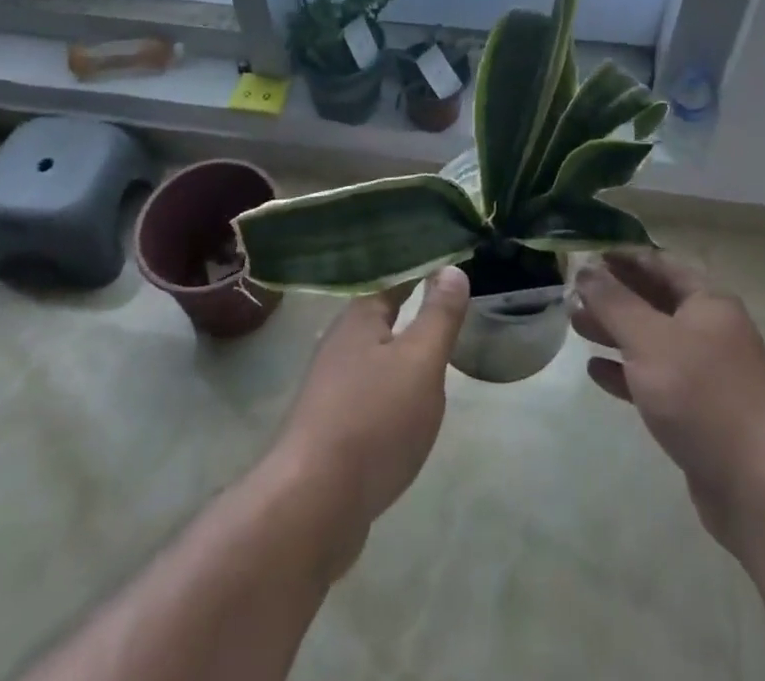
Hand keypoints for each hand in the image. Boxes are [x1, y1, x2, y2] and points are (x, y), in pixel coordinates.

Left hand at [268, 266, 470, 543]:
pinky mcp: (331, 427)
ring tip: (434, 348)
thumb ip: (439, 315)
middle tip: (449, 300)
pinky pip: (370, 392)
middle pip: (382, 315)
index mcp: (359, 317)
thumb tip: (452, 268)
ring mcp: (331, 387)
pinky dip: (393, 388)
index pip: (394, 277)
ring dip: (402, 349)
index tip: (449, 259)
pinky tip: (408, 404)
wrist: (312, 506)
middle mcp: (340, 343)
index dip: (421, 268)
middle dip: (412, 308)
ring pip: (375, 355)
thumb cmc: (373, 420)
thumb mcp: (420, 361)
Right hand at [573, 252, 764, 553]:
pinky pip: (655, 381)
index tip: (586, 255)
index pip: (660, 264)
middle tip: (573, 294)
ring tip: (576, 326)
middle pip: (654, 302)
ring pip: (652, 342)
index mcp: (707, 302)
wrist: (760, 487)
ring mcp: (706, 375)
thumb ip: (614, 302)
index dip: (623, 257)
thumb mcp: (649, 339)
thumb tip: (586, 268)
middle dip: (613, 296)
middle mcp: (710, 331)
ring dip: (615, 332)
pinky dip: (626, 373)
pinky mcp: (698, 414)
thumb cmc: (703, 395)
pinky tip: (596, 371)